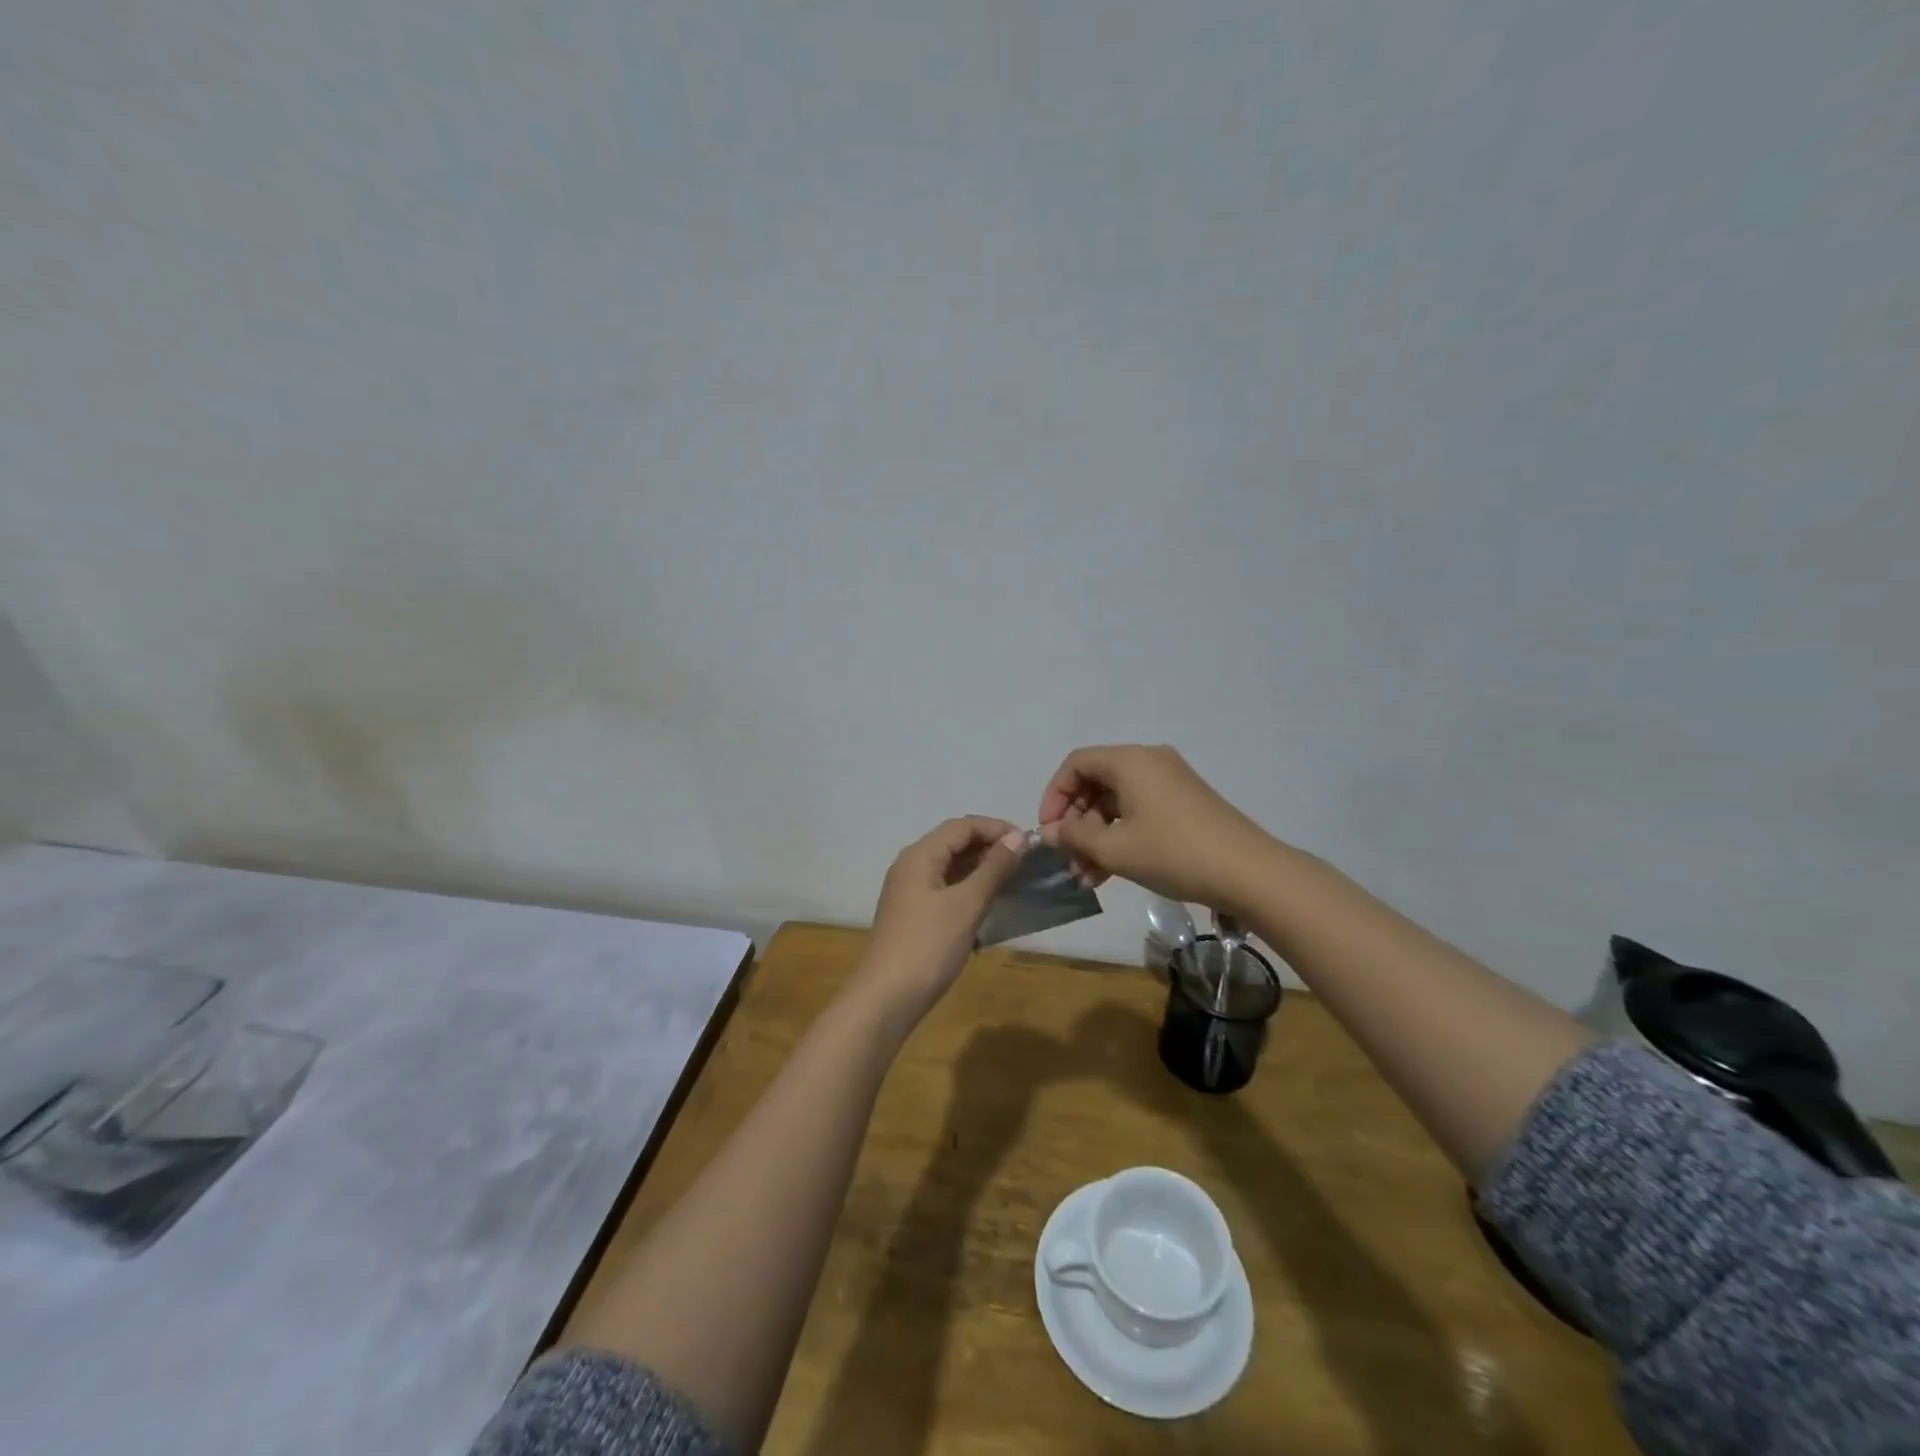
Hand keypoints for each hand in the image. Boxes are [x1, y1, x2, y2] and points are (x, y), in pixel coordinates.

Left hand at [857, 816, 1029, 1019]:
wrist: (887, 998)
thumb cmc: (928, 946)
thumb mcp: (966, 904)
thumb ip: (993, 868)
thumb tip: (1018, 837)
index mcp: (920, 855)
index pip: (962, 825)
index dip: (996, 828)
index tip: (1029, 842)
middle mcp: (911, 865)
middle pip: (954, 842)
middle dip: (990, 847)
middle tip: (1025, 862)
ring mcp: (909, 891)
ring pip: (950, 867)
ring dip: (981, 869)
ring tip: (1013, 880)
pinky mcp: (913, 914)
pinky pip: (945, 889)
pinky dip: (969, 889)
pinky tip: (989, 905)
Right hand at [1036, 745, 1272, 908]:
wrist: (1249, 873)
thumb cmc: (1173, 853)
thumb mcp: (1115, 849)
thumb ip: (1075, 836)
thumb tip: (1051, 832)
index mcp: (1130, 761)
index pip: (1076, 764)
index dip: (1054, 796)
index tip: (1049, 831)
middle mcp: (1149, 762)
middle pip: (1096, 782)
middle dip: (1076, 822)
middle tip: (1067, 858)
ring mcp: (1170, 782)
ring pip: (1117, 802)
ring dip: (1096, 836)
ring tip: (1085, 876)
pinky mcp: (1184, 804)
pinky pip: (1139, 812)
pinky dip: (1120, 836)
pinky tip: (1108, 872)